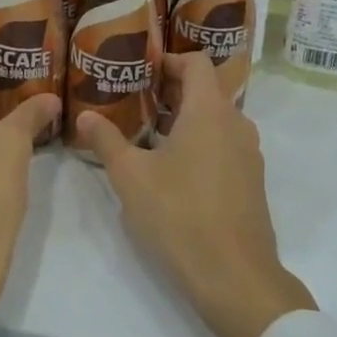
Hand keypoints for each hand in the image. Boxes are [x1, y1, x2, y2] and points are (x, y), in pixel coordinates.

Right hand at [78, 53, 314, 336]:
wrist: (236, 277)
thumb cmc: (180, 215)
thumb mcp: (131, 177)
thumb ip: (106, 140)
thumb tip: (84, 115)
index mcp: (209, 110)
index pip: (196, 62)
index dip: (169, 59)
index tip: (141, 68)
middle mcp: (236, 123)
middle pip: (206, 89)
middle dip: (171, 90)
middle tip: (135, 100)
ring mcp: (249, 153)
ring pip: (216, 119)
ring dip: (185, 118)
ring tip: (149, 133)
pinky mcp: (251, 181)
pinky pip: (225, 144)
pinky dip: (201, 141)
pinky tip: (174, 169)